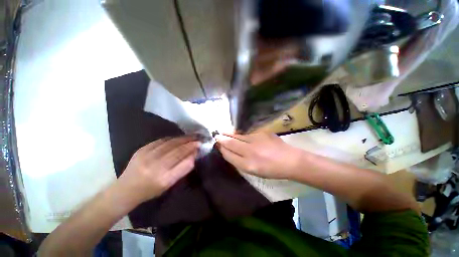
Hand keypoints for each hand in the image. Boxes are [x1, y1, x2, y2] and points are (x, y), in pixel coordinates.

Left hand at [117, 136, 200, 203]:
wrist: (126, 189)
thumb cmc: (151, 190)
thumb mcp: (169, 184)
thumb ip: (183, 169)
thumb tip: (193, 155)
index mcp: (164, 179)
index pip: (183, 161)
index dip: (192, 151)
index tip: (199, 145)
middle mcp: (155, 167)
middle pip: (177, 150)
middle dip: (189, 143)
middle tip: (197, 138)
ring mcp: (147, 157)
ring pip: (169, 144)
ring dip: (182, 139)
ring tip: (190, 136)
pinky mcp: (141, 150)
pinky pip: (160, 141)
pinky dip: (171, 139)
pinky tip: (177, 138)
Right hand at [215, 133, 301, 178]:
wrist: (290, 160)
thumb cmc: (271, 169)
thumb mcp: (253, 171)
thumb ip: (239, 162)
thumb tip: (228, 152)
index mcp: (247, 164)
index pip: (229, 154)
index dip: (222, 149)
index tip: (218, 145)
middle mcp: (250, 151)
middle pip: (230, 143)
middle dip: (222, 139)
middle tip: (216, 136)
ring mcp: (256, 140)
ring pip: (237, 135)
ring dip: (228, 133)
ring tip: (222, 131)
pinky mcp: (261, 132)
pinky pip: (245, 132)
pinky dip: (238, 132)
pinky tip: (235, 131)